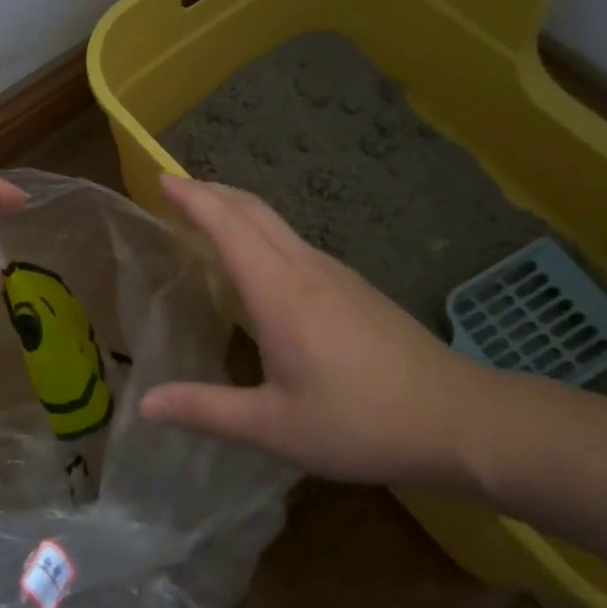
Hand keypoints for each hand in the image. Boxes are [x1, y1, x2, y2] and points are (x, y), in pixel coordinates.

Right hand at [140, 174, 498, 484]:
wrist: (461, 419)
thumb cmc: (361, 421)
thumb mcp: (275, 428)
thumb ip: (206, 411)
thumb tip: (144, 404)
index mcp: (279, 292)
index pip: (227, 224)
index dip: (192, 198)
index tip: (160, 179)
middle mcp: (305, 268)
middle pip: (252, 209)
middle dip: (210, 191)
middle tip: (174, 189)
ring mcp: (335, 274)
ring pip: (276, 222)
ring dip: (236, 209)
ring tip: (207, 217)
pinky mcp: (354, 287)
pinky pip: (294, 241)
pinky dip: (261, 231)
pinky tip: (259, 262)